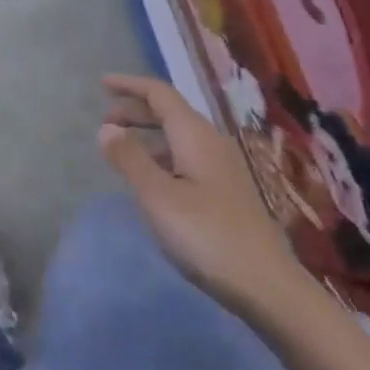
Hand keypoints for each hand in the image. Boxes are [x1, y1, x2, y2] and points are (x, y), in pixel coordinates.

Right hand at [98, 73, 308, 313]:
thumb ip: (130, 159)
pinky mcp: (227, 191)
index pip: (160, 94)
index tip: (102, 83)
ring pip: (179, 136)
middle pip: (171, 112)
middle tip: (105, 122)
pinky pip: (187, 157)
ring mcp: (223, 167)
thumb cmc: (207, 236)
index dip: (130, 85)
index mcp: (195, 135)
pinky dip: (162, 156)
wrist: (267, 285)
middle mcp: (212, 142)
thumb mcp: (158, 197)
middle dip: (136, 110)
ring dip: (149, 135)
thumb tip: (106, 127)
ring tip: (122, 150)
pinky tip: (153, 180)